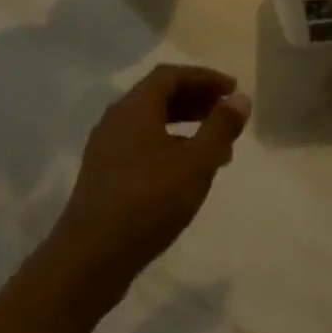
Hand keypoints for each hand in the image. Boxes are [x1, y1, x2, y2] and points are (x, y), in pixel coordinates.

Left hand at [48, 64, 250, 304]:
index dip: (204, 78)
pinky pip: (142, 146)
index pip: (170, 76)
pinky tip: (188, 172)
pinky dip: (170, 146)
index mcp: (134, 109)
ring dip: (185, 125)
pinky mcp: (104, 176)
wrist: (92, 257)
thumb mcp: (197, 162)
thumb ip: (221, 127)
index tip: (233, 90)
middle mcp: (115, 122)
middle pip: (158, 96)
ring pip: (150, 124)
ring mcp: (106, 150)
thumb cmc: (150, 200)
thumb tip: (239, 99)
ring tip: (217, 146)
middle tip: (227, 112)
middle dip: (196, 100)